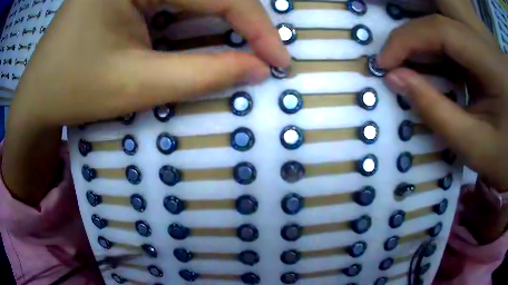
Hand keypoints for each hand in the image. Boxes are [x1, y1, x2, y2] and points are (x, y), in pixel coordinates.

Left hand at [12, 0, 288, 126]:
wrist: (37, 98)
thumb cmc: (72, 91)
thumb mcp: (135, 85)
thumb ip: (202, 73)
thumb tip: (257, 69)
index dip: (256, 27)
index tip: (280, 60)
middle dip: (241, 22)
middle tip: (265, 55)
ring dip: (221, 21)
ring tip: (246, 48)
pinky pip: (172, 0)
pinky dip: (194, 20)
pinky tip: (207, 37)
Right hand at [378, 15, 507, 189]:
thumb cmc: (505, 157)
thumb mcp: (474, 146)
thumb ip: (436, 112)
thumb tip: (396, 79)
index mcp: (492, 62)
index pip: (443, 30)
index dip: (407, 40)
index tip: (385, 64)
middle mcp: (487, 38)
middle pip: (446, 1)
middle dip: (416, 9)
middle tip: (400, 38)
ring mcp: (487, 38)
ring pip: (449, 11)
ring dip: (426, 28)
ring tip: (413, 58)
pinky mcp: (486, 44)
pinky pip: (457, 27)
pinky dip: (439, 41)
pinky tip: (435, 63)